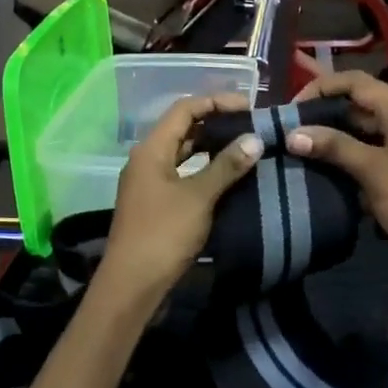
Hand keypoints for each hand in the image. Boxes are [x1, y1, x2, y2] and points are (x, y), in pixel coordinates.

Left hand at [98, 93, 261, 298]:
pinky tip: (228, 179)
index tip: (249, 107)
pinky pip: (182, 176)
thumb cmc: (163, 234)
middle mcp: (147, 160)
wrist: (132, 285)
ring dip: (211, 149)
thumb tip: (255, 139)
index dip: (216, 102)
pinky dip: (204, 171)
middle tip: (251, 128)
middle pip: (183, 130)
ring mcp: (149, 183)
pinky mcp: (155, 205)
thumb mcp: (198, 197)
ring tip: (245, 149)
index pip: (184, 109)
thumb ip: (226, 166)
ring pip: (183, 154)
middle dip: (216, 124)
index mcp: (151, 150)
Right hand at [287, 71, 387, 276]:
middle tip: (294, 131)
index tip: (292, 108)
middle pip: (364, 104)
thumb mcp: (372, 171)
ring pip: (371, 130)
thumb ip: (333, 147)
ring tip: (306, 151)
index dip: (321, 88)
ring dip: (340, 138)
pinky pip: (382, 151)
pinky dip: (357, 156)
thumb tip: (293, 134)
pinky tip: (333, 173)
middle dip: (328, 116)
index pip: (356, 82)